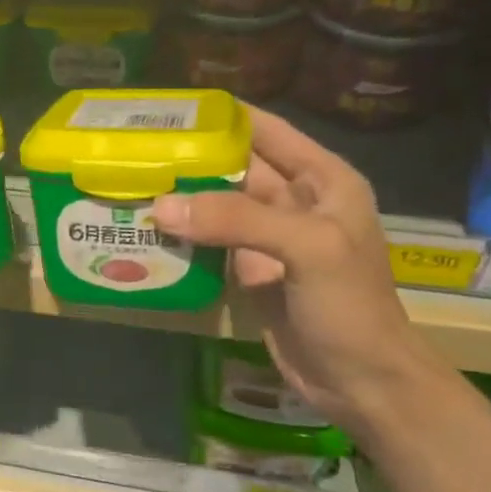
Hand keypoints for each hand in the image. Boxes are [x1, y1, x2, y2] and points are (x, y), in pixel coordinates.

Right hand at [152, 105, 443, 431]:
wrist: (360, 382)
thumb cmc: (350, 306)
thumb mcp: (307, 249)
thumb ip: (238, 220)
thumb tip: (162, 206)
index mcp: (322, 179)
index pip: (267, 130)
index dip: (223, 116)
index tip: (170, 109)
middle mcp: (294, 200)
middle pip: (234, 166)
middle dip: (190, 156)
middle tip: (135, 148)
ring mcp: (267, 238)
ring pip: (216, 204)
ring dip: (180, 196)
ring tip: (130, 181)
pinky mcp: (247, 270)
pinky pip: (209, 241)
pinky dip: (181, 234)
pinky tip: (145, 227)